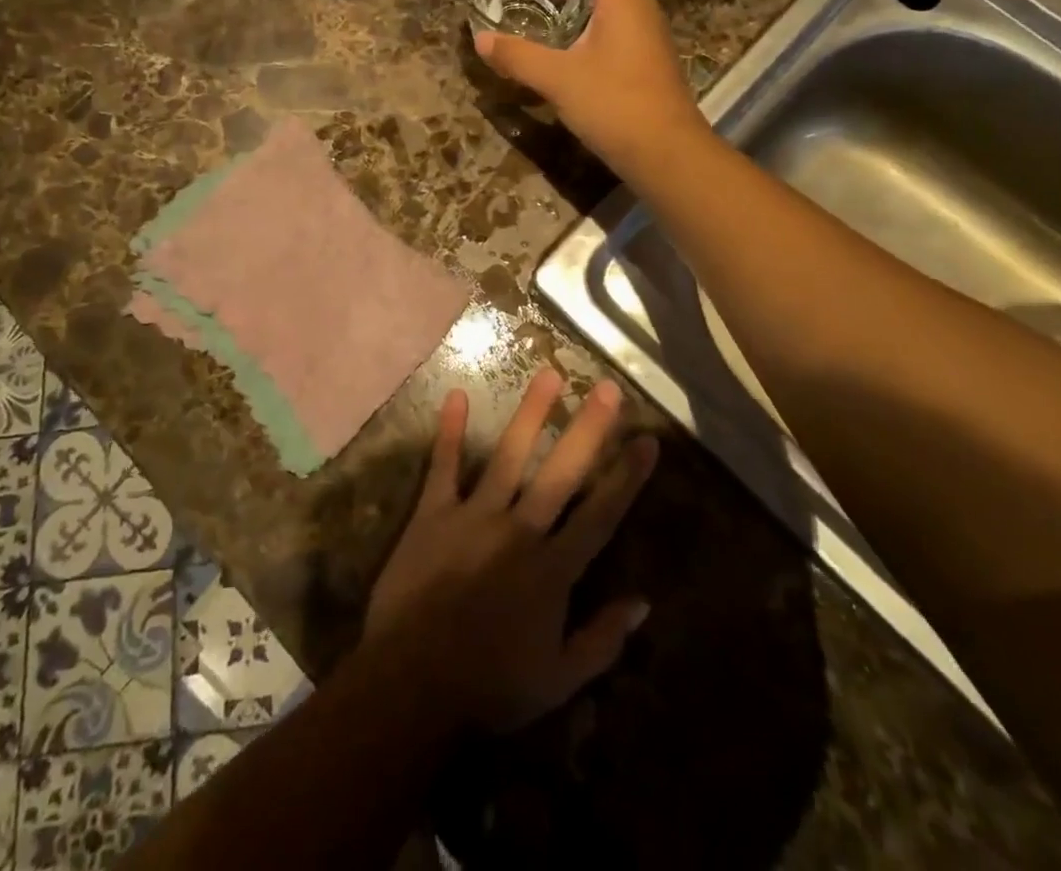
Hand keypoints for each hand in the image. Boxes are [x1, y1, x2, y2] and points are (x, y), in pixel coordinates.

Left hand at [365, 369, 658, 732]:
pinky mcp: (433, 514)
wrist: (411, 685)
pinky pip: (443, 467)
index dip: (627, 477)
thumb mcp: (559, 680)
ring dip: (530, 414)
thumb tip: (645, 603)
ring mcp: (474, 516)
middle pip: (561, 472)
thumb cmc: (490, 686)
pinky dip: (450, 432)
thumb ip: (603, 639)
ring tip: (548, 373)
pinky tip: (456, 396)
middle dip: (588, 428)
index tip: (649, 440)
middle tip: (607, 387)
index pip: (601, 514)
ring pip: (508, 456)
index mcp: (553, 569)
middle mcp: (520, 530)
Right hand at [474, 0, 704, 174]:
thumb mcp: (558, 79)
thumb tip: (480, 40)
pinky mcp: (646, 59)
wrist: (667, 153)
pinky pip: (620, 19)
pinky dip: (593, 14)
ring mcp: (648, 34)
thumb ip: (518, 57)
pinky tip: (568, 39)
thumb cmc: (616, 104)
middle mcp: (642, 6)